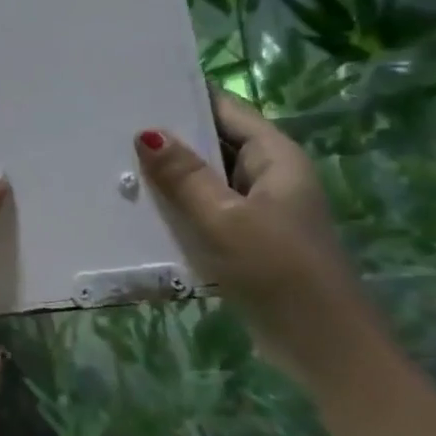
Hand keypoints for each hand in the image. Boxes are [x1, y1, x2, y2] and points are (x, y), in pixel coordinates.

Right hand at [136, 90, 376, 387]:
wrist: (323, 346)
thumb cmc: (278, 271)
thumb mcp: (224, 219)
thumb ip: (185, 176)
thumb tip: (146, 132)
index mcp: (276, 158)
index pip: (226, 109)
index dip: (185, 96)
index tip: (136, 88)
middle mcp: (270, 175)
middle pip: (214, 141)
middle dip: (169, 136)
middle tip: (113, 125)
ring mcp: (259, 209)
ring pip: (207, 178)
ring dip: (171, 174)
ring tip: (115, 159)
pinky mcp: (247, 238)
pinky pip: (207, 208)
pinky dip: (179, 204)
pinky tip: (141, 206)